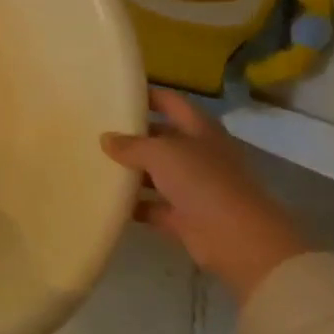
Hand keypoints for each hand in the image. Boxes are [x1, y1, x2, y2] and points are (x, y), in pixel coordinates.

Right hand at [101, 89, 310, 302]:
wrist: (238, 240)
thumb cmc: (202, 181)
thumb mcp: (161, 153)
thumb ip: (131, 145)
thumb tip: (106, 139)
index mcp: (199, 129)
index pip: (170, 102)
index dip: (146, 95)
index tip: (116, 94)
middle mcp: (198, 154)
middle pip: (161, 138)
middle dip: (132, 135)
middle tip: (97, 131)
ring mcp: (193, 187)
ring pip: (156, 173)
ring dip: (131, 172)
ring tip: (95, 164)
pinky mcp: (185, 217)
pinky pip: (154, 206)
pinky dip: (134, 205)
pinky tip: (108, 199)